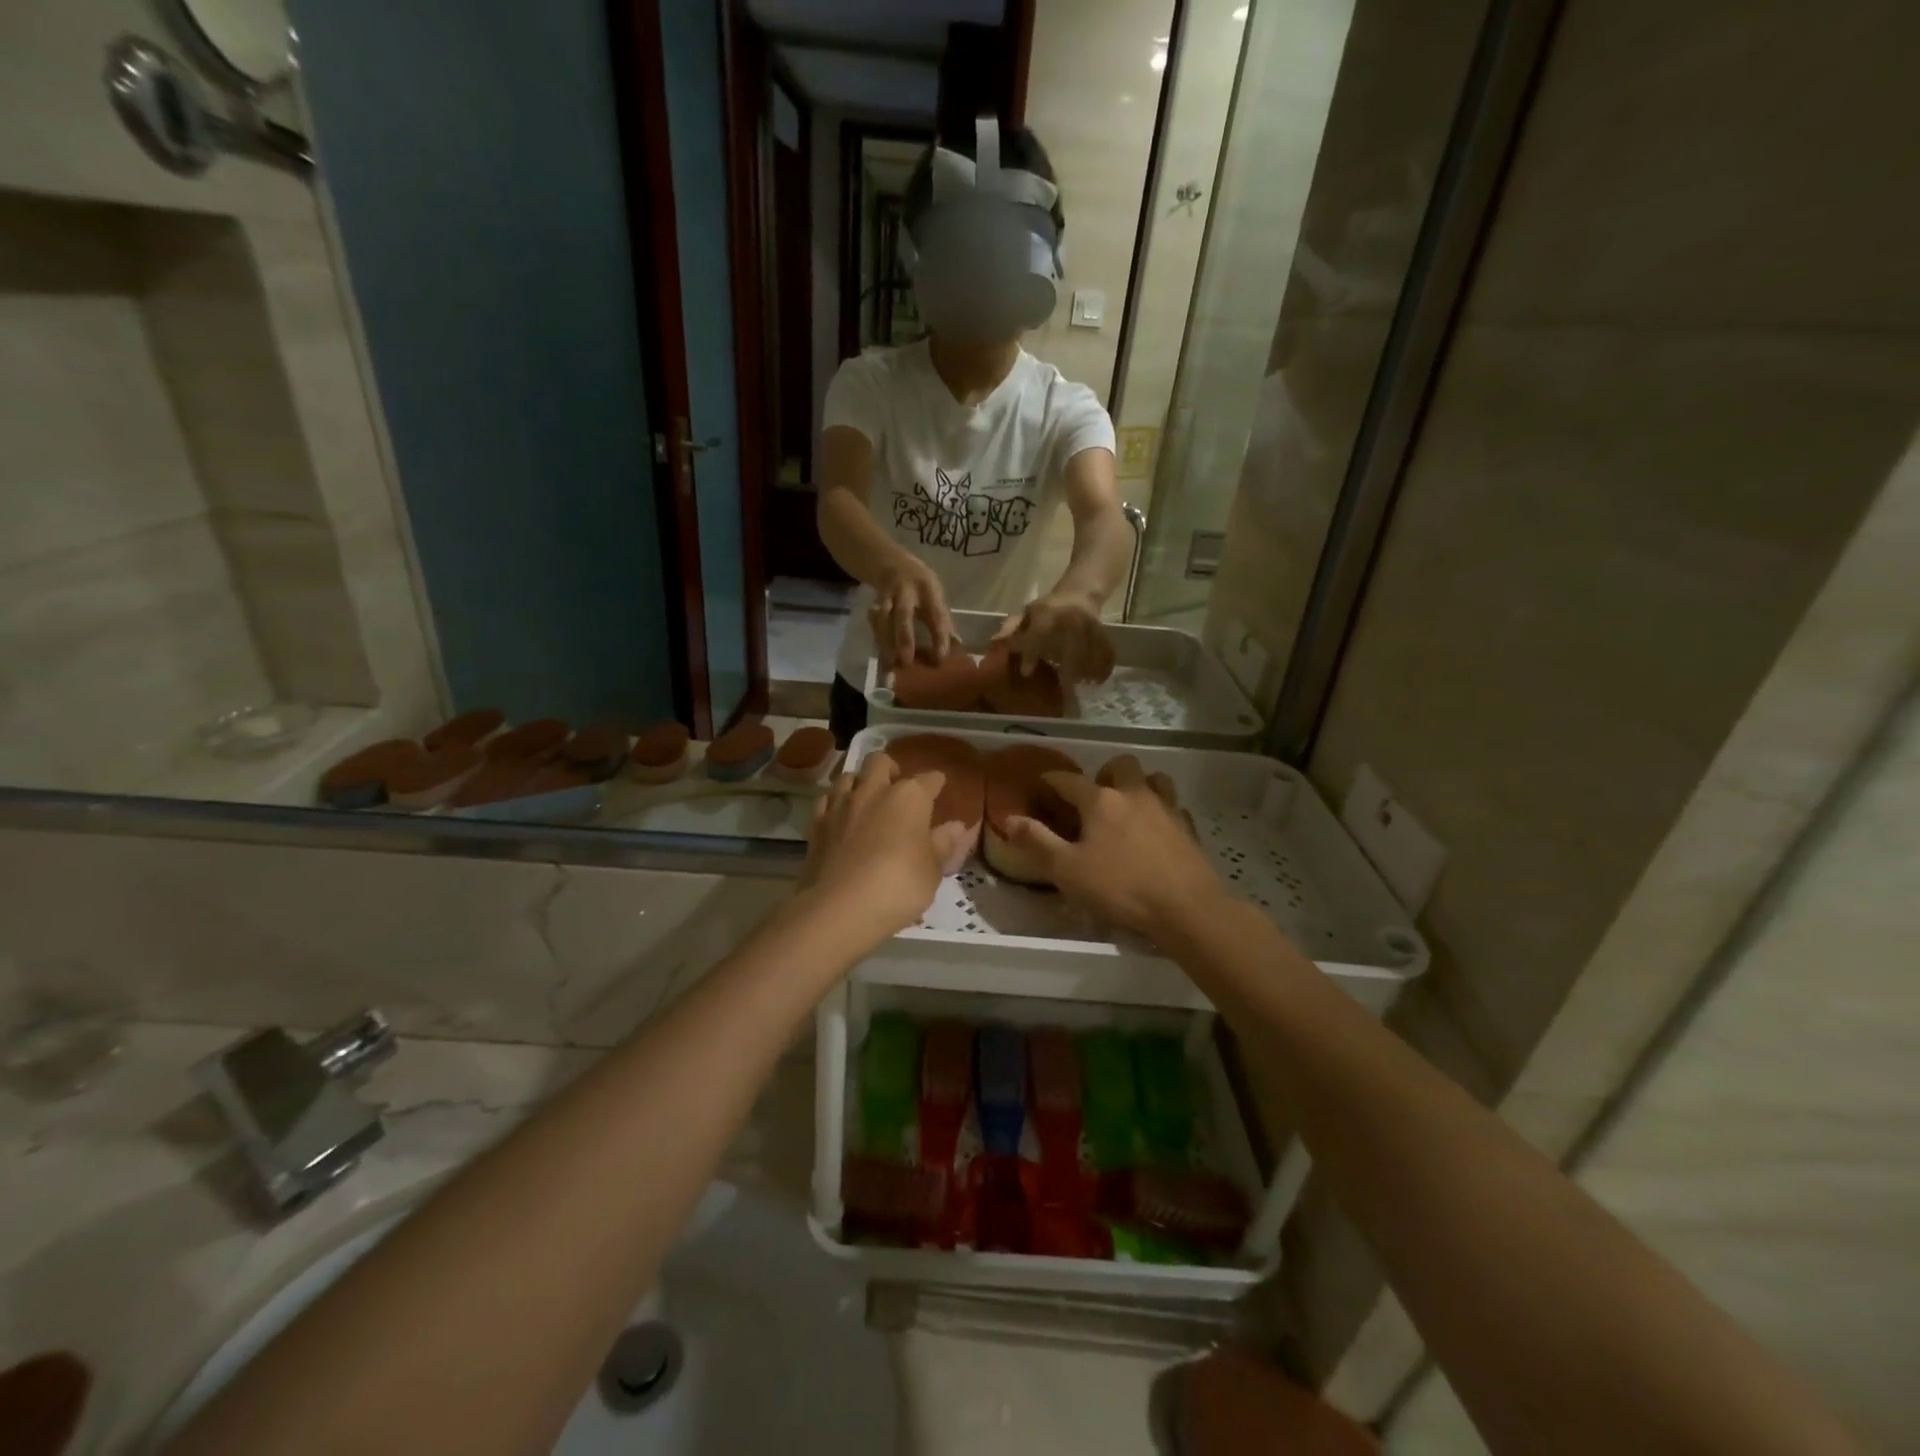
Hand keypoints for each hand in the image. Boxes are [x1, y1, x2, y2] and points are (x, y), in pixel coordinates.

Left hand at [798, 753, 970, 946]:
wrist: (839, 908)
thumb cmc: (898, 887)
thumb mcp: (932, 871)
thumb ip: (943, 844)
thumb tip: (957, 826)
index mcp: (909, 797)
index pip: (929, 779)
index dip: (936, 783)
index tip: (940, 788)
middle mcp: (873, 790)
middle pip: (881, 761)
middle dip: (891, 769)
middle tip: (897, 787)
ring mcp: (841, 805)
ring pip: (848, 776)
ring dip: (860, 782)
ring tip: (867, 800)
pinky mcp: (816, 824)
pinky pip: (826, 800)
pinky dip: (835, 803)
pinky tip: (841, 817)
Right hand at [870, 561, 954, 668]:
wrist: (894, 565)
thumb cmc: (922, 587)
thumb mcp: (936, 595)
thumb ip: (944, 620)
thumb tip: (957, 645)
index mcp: (928, 589)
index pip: (935, 614)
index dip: (938, 636)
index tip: (940, 658)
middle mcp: (905, 591)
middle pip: (903, 614)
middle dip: (904, 638)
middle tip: (906, 661)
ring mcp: (886, 597)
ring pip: (883, 620)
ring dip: (885, 643)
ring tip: (890, 666)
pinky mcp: (874, 605)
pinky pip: (874, 625)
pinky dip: (877, 642)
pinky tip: (881, 659)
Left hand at [993, 589, 1115, 683]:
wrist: (1079, 593)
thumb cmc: (1047, 608)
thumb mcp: (1026, 613)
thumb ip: (1011, 628)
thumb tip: (995, 642)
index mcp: (1048, 613)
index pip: (1038, 634)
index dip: (1030, 654)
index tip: (1026, 673)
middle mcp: (1071, 619)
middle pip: (1071, 648)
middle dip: (1067, 672)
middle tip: (1063, 693)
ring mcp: (1090, 626)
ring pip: (1090, 653)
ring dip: (1085, 674)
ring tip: (1079, 689)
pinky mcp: (1103, 632)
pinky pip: (1105, 652)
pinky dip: (1102, 668)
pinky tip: (1097, 682)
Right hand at [999, 758, 1225, 942]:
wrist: (1187, 908)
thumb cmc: (1120, 887)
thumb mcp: (1067, 870)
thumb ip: (1037, 842)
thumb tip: (1010, 819)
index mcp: (1101, 801)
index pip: (1069, 780)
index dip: (1052, 779)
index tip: (1042, 782)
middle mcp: (1134, 794)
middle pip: (1120, 765)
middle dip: (1104, 773)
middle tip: (1094, 797)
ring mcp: (1166, 808)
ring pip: (1154, 779)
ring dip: (1138, 784)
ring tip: (1128, 806)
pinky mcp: (1188, 828)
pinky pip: (1174, 806)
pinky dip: (1162, 810)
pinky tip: (1156, 829)